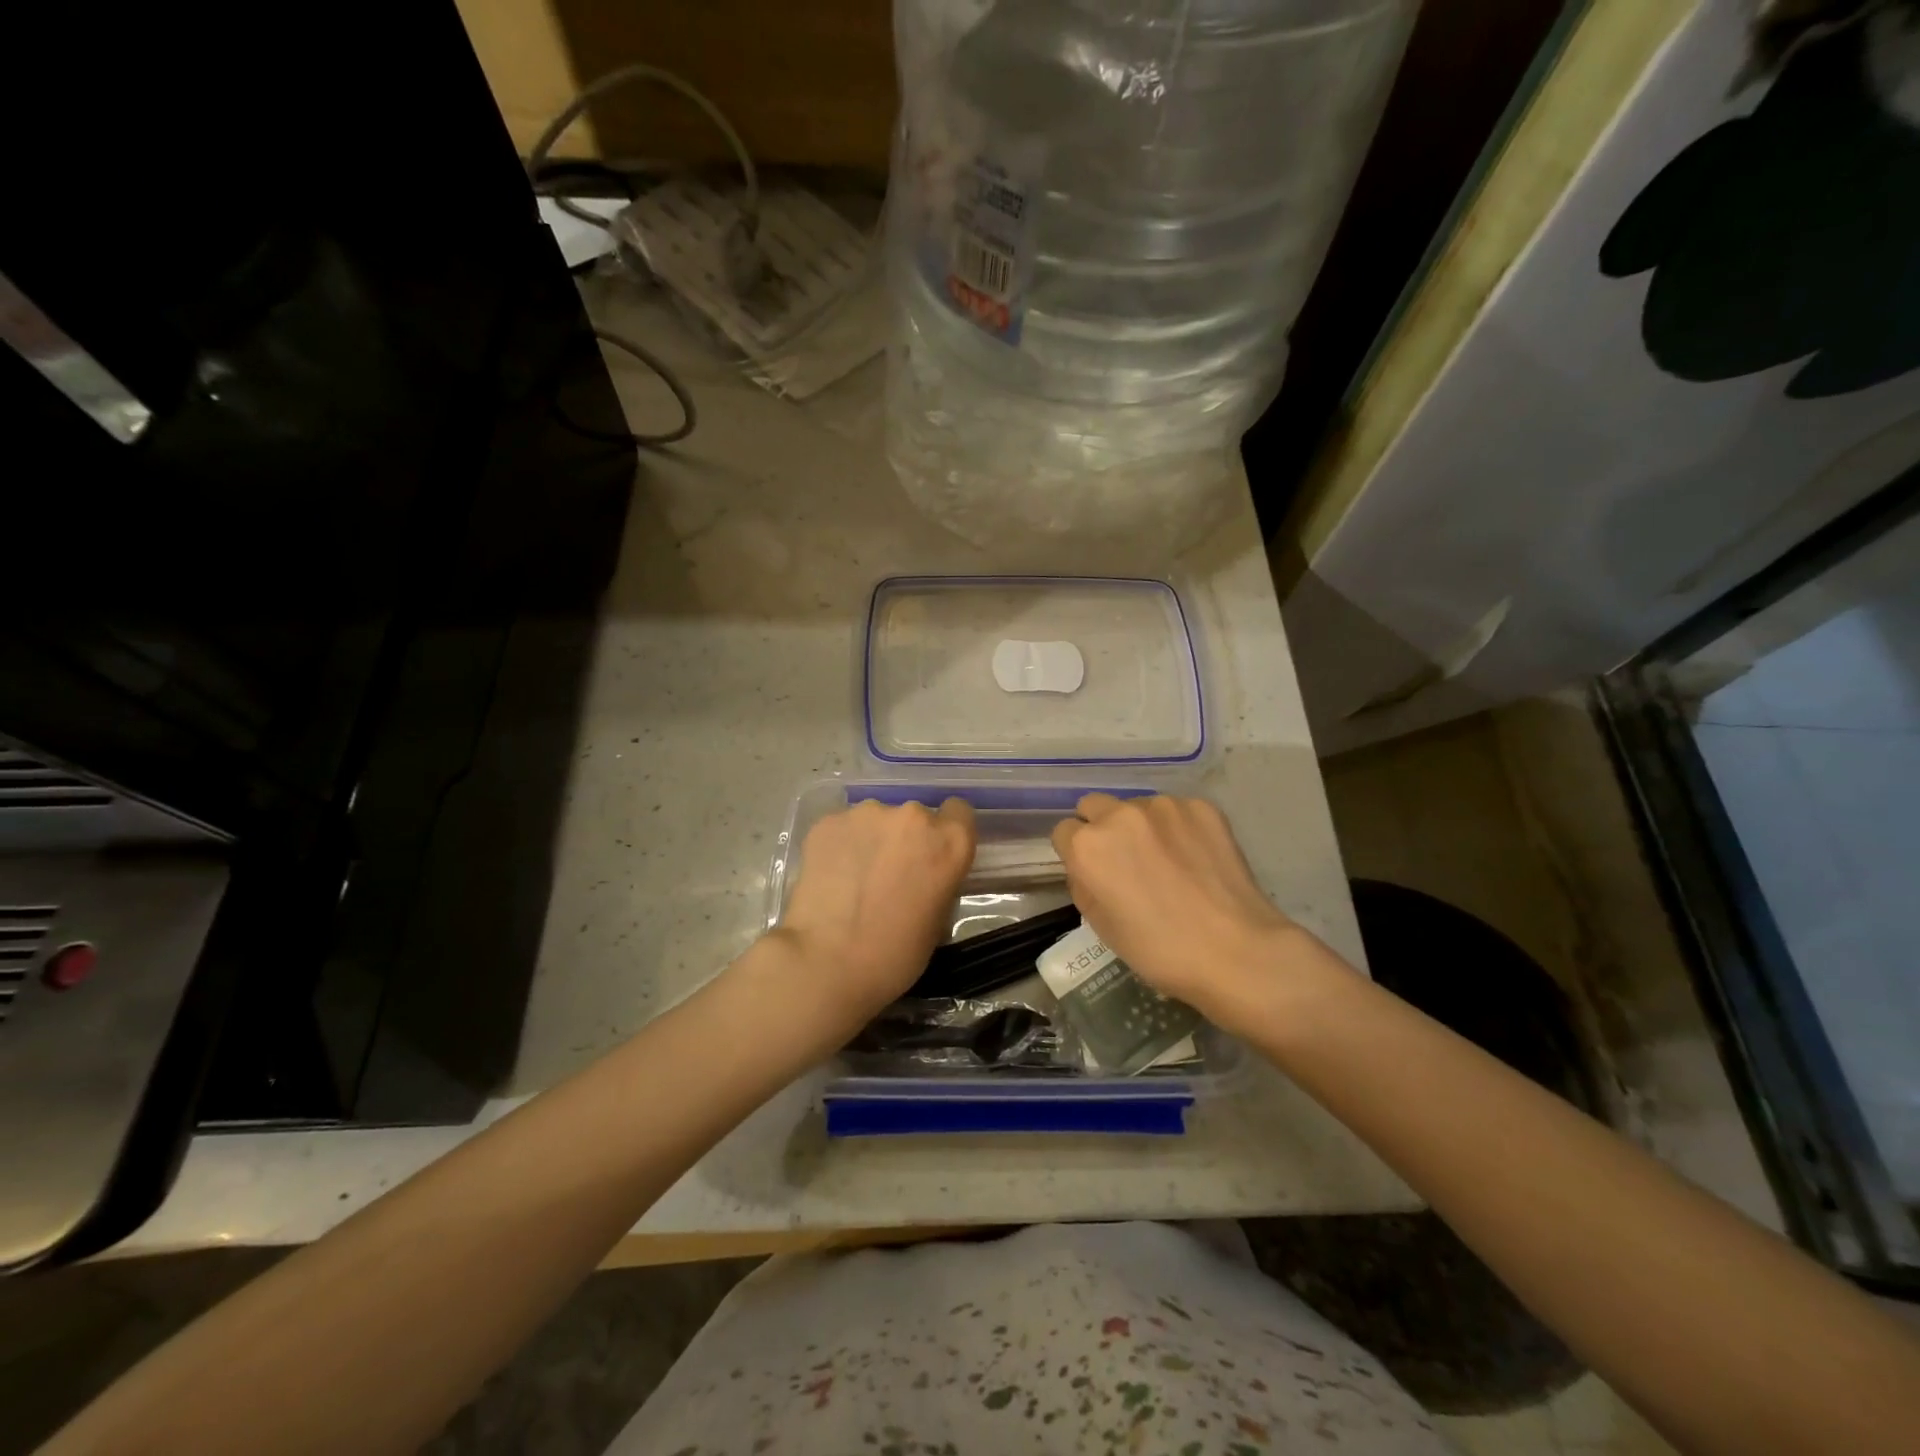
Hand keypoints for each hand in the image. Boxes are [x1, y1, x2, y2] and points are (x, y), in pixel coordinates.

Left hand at [769, 798, 975, 1030]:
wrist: (827, 962)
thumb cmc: (894, 955)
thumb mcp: (939, 920)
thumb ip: (938, 880)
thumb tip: (923, 875)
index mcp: (949, 842)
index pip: (959, 812)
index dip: (946, 832)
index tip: (933, 855)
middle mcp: (913, 816)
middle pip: (915, 816)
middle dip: (906, 839)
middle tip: (889, 874)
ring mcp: (867, 814)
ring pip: (876, 820)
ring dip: (872, 840)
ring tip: (854, 878)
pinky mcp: (828, 822)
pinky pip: (843, 828)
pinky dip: (840, 846)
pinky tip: (830, 877)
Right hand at [1051, 793, 1307, 1028]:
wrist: (1235, 950)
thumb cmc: (1159, 949)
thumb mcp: (1100, 925)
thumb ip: (1083, 883)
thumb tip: (1089, 868)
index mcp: (1088, 846)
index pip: (1063, 832)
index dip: (1076, 854)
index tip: (1094, 873)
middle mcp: (1119, 814)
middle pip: (1094, 806)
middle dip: (1101, 828)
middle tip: (1126, 861)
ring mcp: (1163, 806)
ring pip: (1137, 806)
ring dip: (1141, 826)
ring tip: (1168, 861)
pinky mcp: (1201, 807)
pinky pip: (1176, 811)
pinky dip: (1178, 828)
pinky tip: (1195, 858)